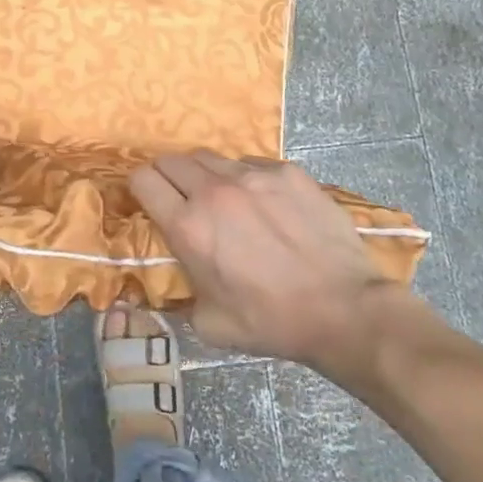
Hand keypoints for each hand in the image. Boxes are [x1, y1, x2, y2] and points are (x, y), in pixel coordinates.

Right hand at [130, 150, 404, 367]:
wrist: (343, 309)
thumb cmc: (271, 322)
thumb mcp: (208, 324)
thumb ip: (180, 294)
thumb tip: (170, 282)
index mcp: (188, 227)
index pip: (143, 180)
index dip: (139, 189)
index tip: (148, 201)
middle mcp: (214, 191)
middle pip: (171, 160)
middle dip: (167, 176)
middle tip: (179, 198)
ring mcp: (254, 176)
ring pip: (210, 157)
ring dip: (204, 175)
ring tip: (221, 199)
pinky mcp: (287, 172)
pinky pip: (251, 164)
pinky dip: (245, 178)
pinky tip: (262, 203)